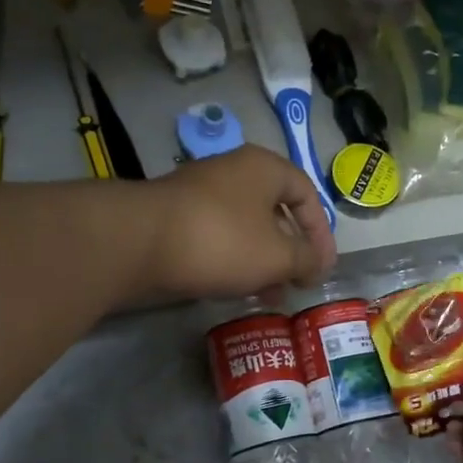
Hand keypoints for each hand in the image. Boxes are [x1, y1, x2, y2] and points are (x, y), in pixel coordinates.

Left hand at [137, 147, 336, 300]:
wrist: (139, 242)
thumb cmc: (222, 240)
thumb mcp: (277, 255)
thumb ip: (306, 259)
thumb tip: (317, 264)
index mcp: (263, 168)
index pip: (307, 194)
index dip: (322, 233)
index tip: (323, 269)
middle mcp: (233, 171)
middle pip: (275, 210)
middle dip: (291, 250)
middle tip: (297, 282)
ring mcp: (200, 193)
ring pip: (246, 226)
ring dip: (263, 260)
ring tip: (270, 294)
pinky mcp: (176, 217)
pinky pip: (218, 236)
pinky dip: (234, 260)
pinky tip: (236, 288)